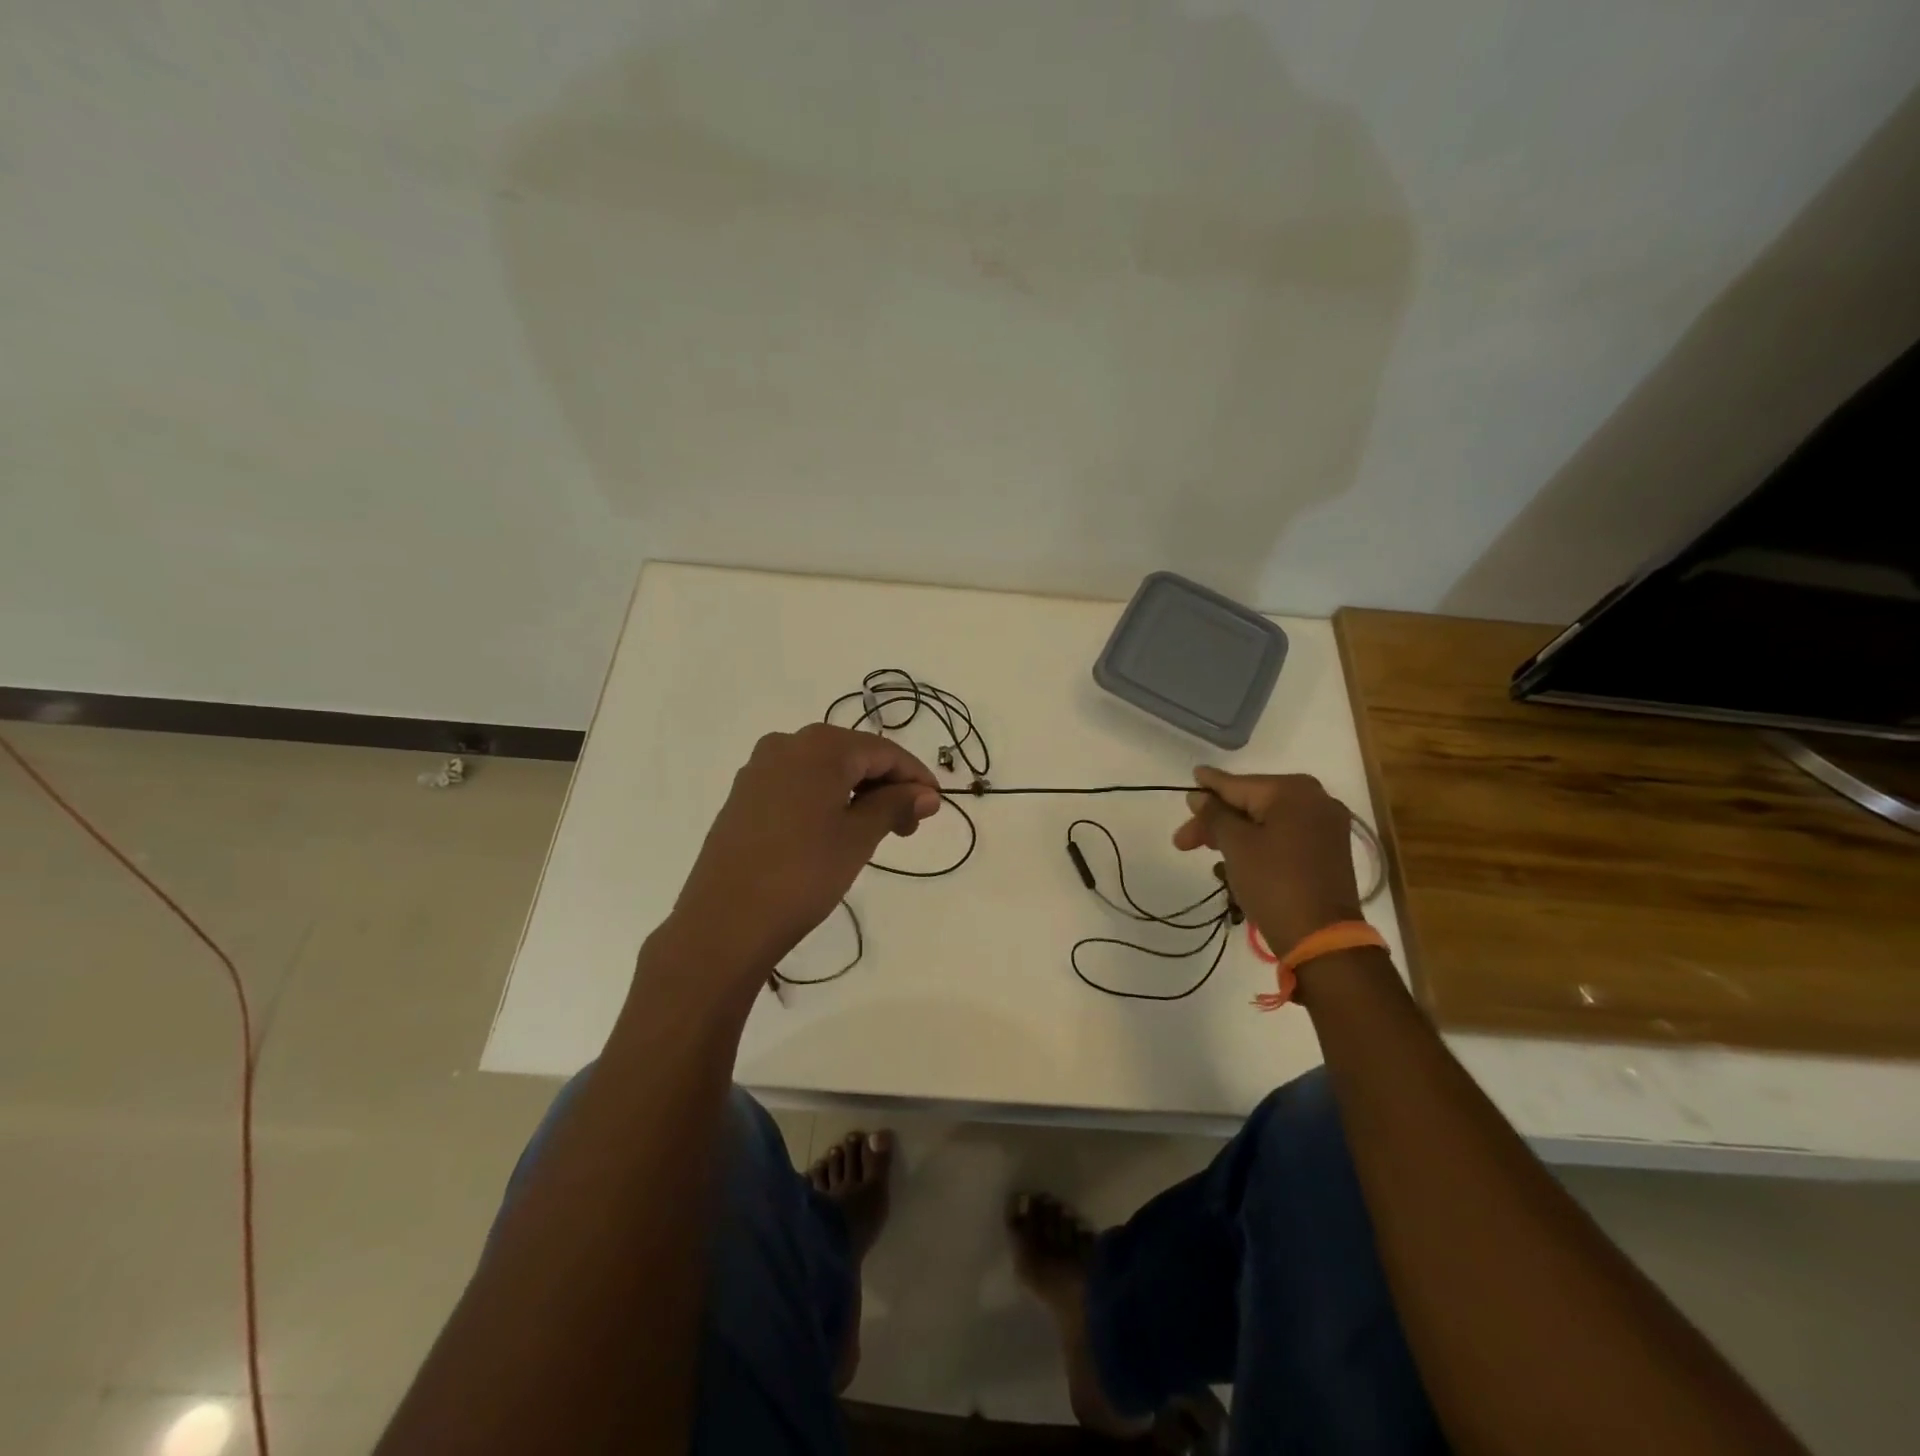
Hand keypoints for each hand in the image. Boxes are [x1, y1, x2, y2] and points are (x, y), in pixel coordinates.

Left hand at [667, 724, 941, 983]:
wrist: (725, 922)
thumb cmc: (803, 874)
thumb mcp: (859, 837)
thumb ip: (895, 805)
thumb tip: (927, 793)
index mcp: (819, 746)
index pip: (883, 751)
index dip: (915, 776)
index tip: (936, 805)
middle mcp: (786, 744)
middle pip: (852, 755)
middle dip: (886, 786)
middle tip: (908, 826)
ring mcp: (758, 770)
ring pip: (824, 771)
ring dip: (857, 793)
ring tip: (876, 832)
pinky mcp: (743, 796)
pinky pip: (797, 785)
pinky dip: (826, 800)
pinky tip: (835, 830)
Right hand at [1172, 767, 1361, 955]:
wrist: (1321, 937)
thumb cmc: (1273, 882)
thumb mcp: (1236, 845)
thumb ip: (1215, 815)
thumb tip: (1200, 796)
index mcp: (1293, 791)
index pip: (1238, 785)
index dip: (1209, 787)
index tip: (1191, 778)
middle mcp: (1315, 800)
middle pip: (1253, 803)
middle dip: (1217, 820)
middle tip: (1184, 840)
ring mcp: (1326, 826)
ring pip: (1267, 821)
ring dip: (1235, 834)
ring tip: (1206, 849)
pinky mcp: (1328, 851)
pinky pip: (1284, 836)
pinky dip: (1259, 843)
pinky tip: (1235, 857)